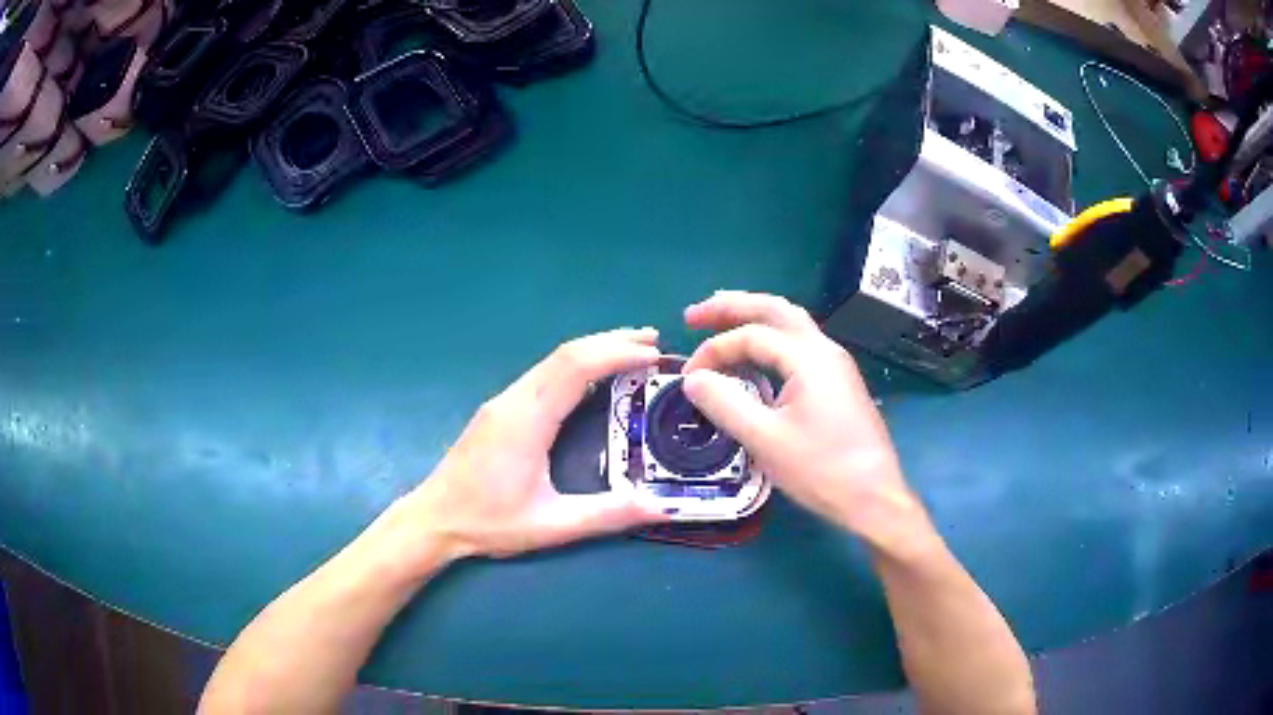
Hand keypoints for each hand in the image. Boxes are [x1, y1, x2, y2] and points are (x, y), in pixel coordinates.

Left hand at [399, 328, 669, 562]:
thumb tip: (663, 509)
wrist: (433, 519)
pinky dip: (575, 363)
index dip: (617, 354)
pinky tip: (592, 375)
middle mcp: (513, 400)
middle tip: (654, 340)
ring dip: (593, 348)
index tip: (653, 355)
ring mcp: (502, 401)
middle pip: (566, 353)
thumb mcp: (552, 526)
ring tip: (632, 349)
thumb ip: (608, 515)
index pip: (576, 368)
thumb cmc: (489, 523)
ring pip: (552, 359)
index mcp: (526, 421)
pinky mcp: (498, 409)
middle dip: (612, 341)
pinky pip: (542, 373)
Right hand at [681, 291, 929, 550]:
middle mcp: (825, 350)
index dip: (714, 350)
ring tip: (721, 321)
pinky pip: (799, 346)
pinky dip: (770, 340)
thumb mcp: (765, 440)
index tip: (688, 378)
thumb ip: (725, 404)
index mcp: (809, 357)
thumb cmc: (821, 469)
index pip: (751, 335)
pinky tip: (757, 357)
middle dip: (732, 306)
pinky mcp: (838, 384)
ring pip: (791, 325)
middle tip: (693, 315)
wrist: (874, 496)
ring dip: (754, 318)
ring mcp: (835, 365)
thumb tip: (693, 379)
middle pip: (775, 310)